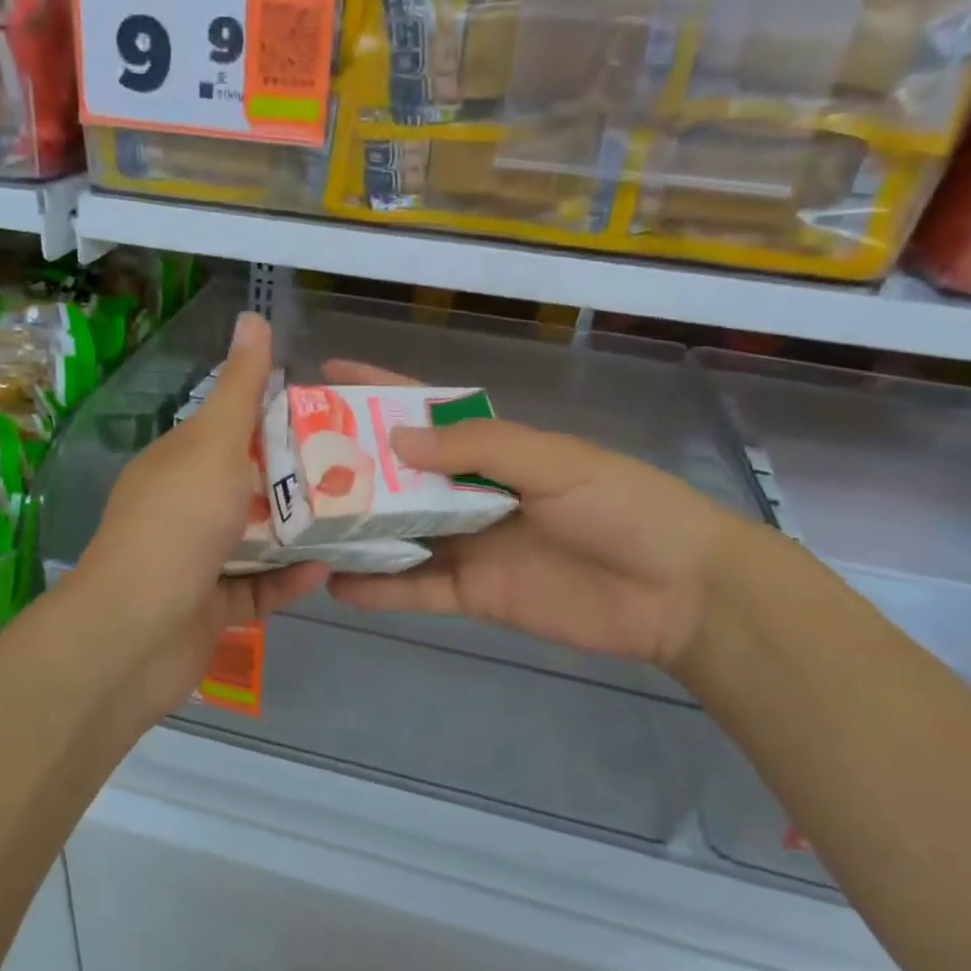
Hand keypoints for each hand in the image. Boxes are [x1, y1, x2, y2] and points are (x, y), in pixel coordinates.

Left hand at [67, 312, 327, 720]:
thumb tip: (253, 315)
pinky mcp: (208, 609)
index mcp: (175, 465)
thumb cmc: (178, 525)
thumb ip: (239, 388)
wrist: (136, 633)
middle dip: (295, 482)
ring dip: (296, 533)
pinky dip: (286, 580)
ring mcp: (193, 561)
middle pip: (244, 488)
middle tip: (354, 472)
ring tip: (351, 519)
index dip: (272, 420)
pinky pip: (255, 589)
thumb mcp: (213, 445)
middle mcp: (180, 509)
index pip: (226, 431)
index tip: (326, 417)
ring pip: (253, 541)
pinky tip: (325, 571)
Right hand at [321, 362, 732, 670]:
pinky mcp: (473, 595)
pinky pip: (416, 590)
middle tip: (292, 464)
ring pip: (398, 534)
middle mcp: (470, 492)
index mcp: (492, 448)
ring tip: (300, 529)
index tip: (326, 376)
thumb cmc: (622, 506)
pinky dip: (380, 590)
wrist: (678, 592)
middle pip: (398, 475)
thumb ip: (477, 446)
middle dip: (349, 466)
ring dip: (355, 531)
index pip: (424, 409)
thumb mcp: (554, 461)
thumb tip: (396, 438)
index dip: (377, 391)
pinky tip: (337, 589)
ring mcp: (469, 545)